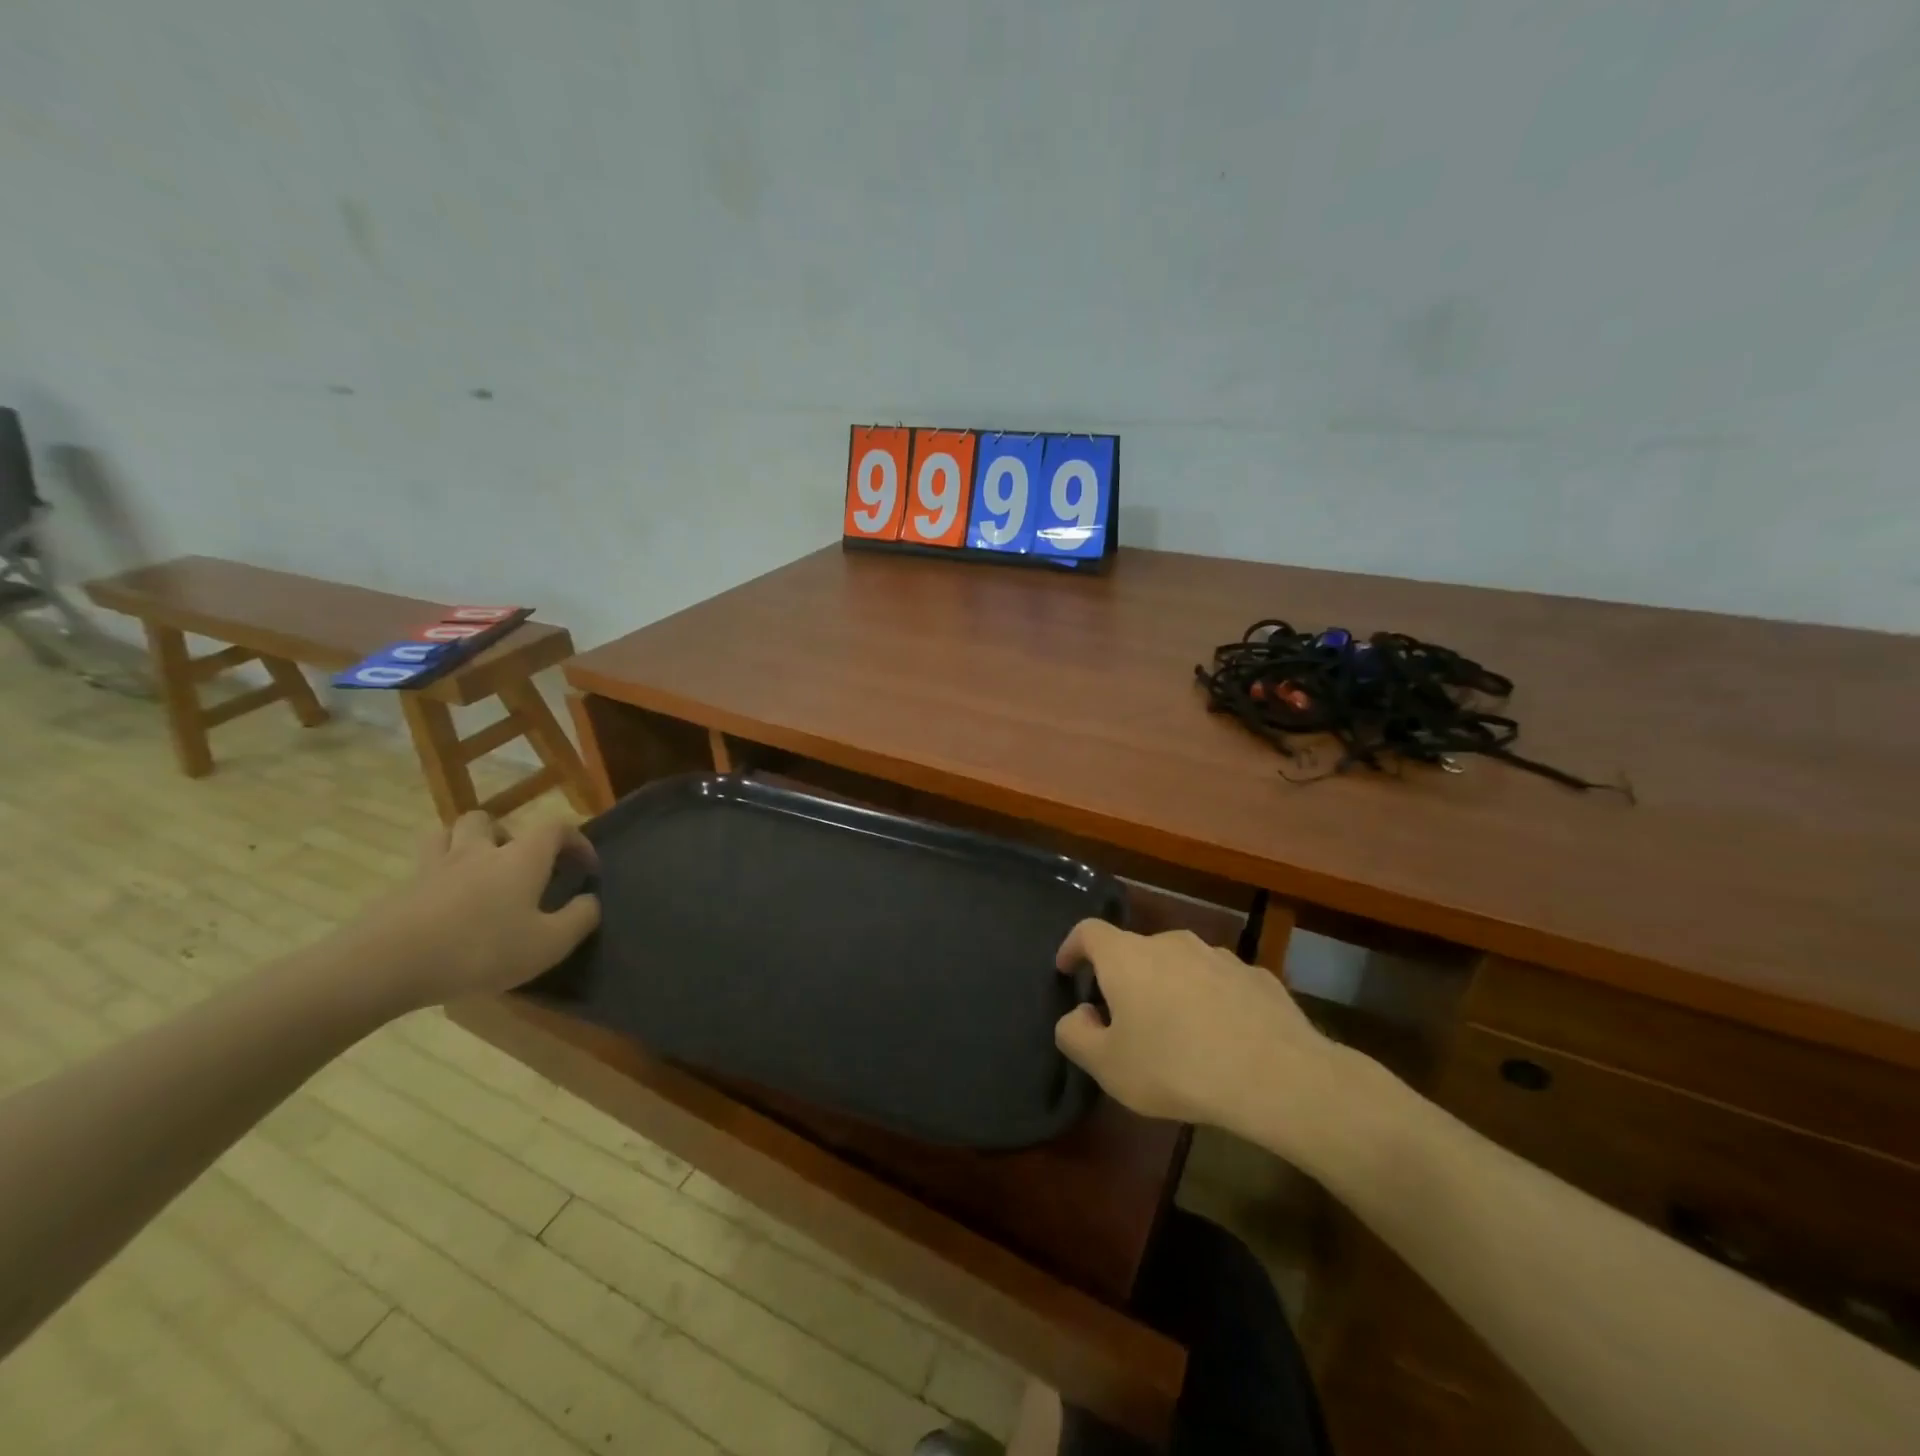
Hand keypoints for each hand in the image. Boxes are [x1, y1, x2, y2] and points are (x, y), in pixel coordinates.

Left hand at [351, 812, 601, 1010]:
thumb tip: (590, 900)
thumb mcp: (548, 944)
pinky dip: (436, 877)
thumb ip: (579, 919)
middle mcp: (478, 851)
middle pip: (488, 819)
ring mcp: (434, 867)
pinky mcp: (401, 890)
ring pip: (446, 834)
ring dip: (464, 843)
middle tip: (517, 863)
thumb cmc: (480, 950)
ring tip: (476, 871)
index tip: (586, 866)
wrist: (385, 965)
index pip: (555, 827)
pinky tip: (443, 906)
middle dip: (507, 834)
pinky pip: (422, 869)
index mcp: (520, 858)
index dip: (576, 839)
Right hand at [1053, 921, 1353, 1152]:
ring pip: (1180, 965)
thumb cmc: (1175, 1067)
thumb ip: (1075, 1035)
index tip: (1067, 969)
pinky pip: (1219, 982)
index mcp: (1127, 957)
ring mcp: (1218, 955)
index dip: (1073, 947)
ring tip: (1178, 1032)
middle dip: (1125, 978)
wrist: (1275, 1075)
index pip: (1088, 932)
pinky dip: (1210, 1000)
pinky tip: (1222, 1037)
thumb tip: (1078, 1014)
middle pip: (1136, 951)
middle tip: (1125, 1019)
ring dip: (1170, 988)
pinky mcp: (1256, 975)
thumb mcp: (1108, 1066)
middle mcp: (1170, 942)